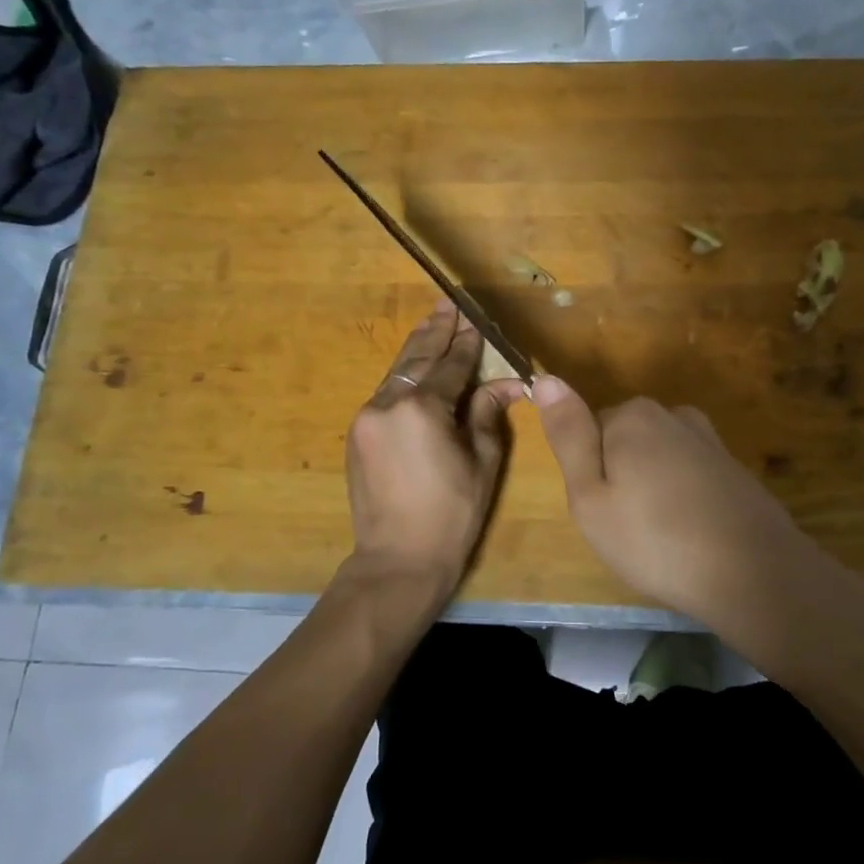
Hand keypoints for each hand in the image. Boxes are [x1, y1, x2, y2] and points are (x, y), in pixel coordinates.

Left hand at [343, 300, 525, 598]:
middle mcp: (388, 403)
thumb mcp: (482, 463)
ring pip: (397, 373)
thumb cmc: (451, 514)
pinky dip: (404, 376)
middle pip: (417, 357)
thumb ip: (487, 414)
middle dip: (436, 330)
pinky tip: (416, 367)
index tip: (476, 319)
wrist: (397, 560)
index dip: (467, 343)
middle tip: (448, 303)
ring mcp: (367, 417)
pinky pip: (385, 394)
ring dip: (417, 348)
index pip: (451, 365)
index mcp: (423, 409)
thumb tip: (505, 385)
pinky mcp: (358, 434)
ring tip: (433, 322)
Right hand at [531, 377, 850, 634]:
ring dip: (653, 487)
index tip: (604, 511)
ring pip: (657, 458)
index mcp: (632, 416)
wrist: (754, 573)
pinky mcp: (733, 466)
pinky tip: (692, 532)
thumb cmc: (655, 539)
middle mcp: (672, 414)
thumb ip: (569, 435)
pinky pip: (689, 474)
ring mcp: (708, 439)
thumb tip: (544, 378)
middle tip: (628, 528)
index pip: (589, 431)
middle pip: (625, 440)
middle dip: (621, 477)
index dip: (590, 475)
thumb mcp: (590, 496)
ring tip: (661, 535)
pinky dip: (684, 497)